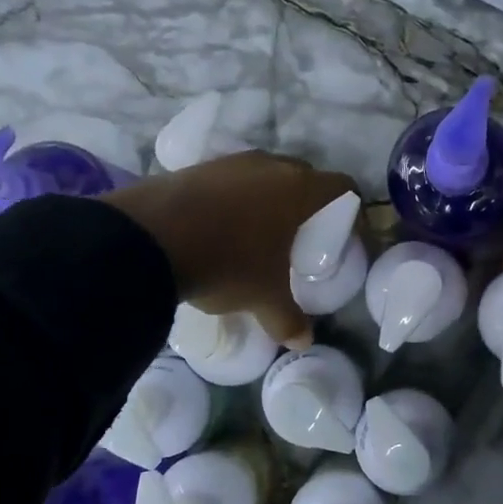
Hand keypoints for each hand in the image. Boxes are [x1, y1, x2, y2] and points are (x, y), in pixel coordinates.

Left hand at [105, 153, 355, 346]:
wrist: (149, 238)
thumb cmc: (227, 262)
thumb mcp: (262, 297)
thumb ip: (287, 318)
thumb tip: (302, 342)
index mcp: (298, 190)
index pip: (343, 187)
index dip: (353, 210)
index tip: (347, 235)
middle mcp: (270, 165)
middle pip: (304, 177)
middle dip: (309, 204)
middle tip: (304, 236)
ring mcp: (230, 162)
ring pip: (264, 176)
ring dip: (269, 200)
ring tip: (260, 234)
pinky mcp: (197, 167)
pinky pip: (230, 181)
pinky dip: (235, 200)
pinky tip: (221, 228)